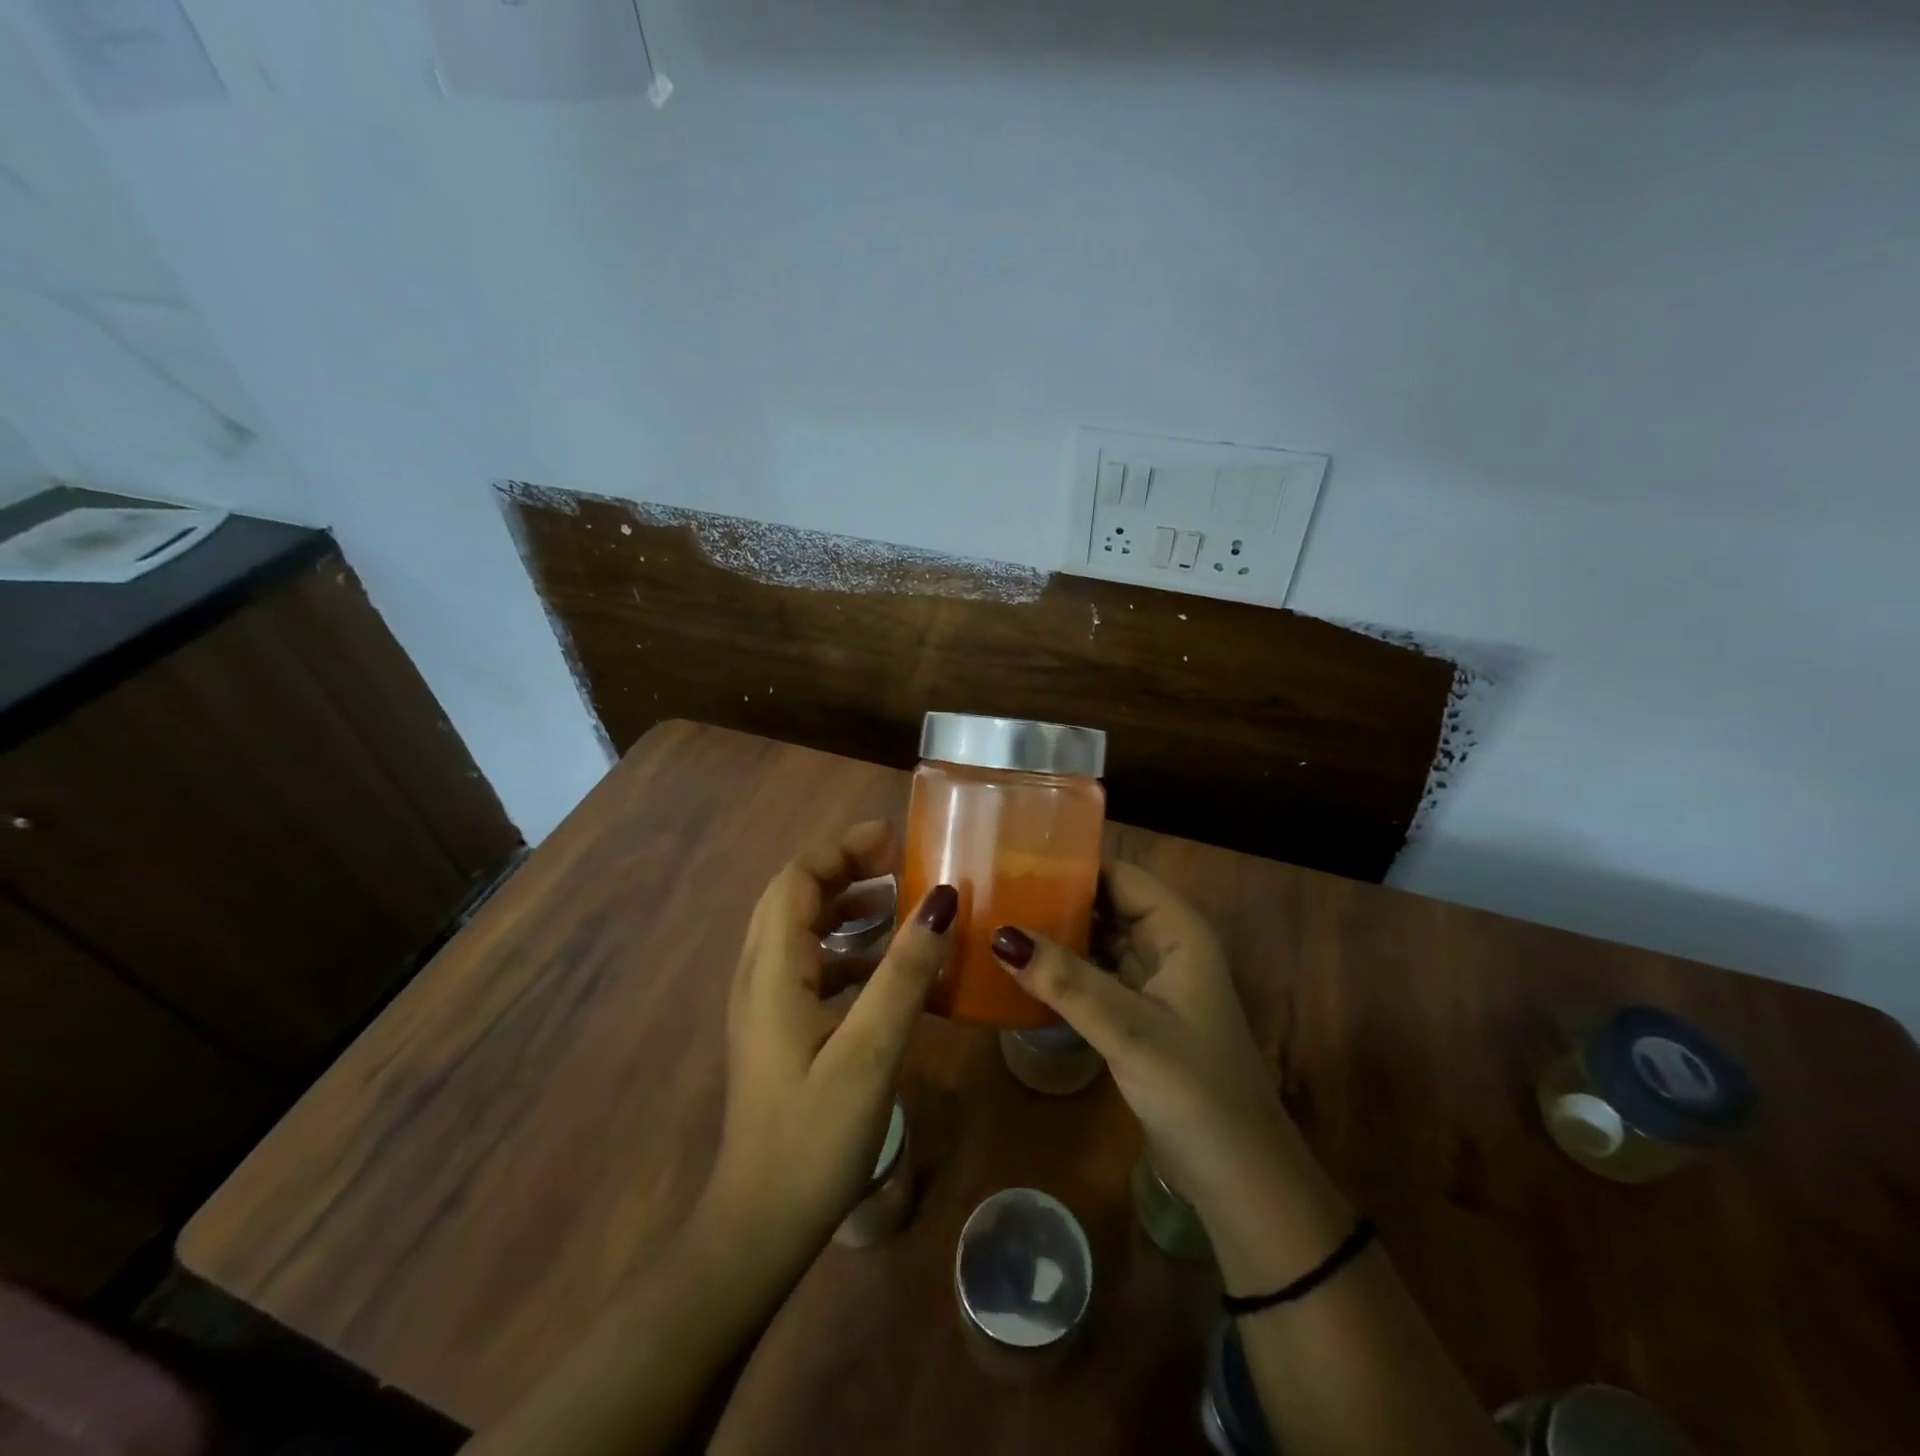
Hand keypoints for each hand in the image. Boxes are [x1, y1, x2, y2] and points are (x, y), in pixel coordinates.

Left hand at [701, 821, 956, 1258]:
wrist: (759, 1227)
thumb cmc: (813, 1138)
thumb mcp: (870, 1051)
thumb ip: (905, 973)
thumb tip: (942, 900)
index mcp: (773, 971)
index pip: (796, 879)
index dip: (841, 849)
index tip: (893, 837)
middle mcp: (760, 977)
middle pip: (795, 898)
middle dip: (846, 870)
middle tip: (901, 864)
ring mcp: (767, 1006)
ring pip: (803, 932)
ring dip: (847, 909)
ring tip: (901, 907)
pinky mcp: (779, 1032)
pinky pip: (811, 968)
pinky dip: (848, 952)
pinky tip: (890, 972)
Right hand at [989, 862, 1304, 1224]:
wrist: (1239, 1179)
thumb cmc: (1195, 1091)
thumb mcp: (1128, 1030)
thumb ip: (1066, 982)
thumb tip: (1000, 935)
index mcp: (1179, 932)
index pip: (1121, 875)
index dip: (1074, 864)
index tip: (1015, 860)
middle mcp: (1167, 948)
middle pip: (1107, 905)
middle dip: (1057, 899)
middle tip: (994, 893)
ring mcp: (1154, 985)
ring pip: (1100, 942)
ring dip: (1058, 936)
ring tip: (997, 924)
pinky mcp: (1139, 1018)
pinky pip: (1097, 978)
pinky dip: (1065, 973)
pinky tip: (1024, 975)